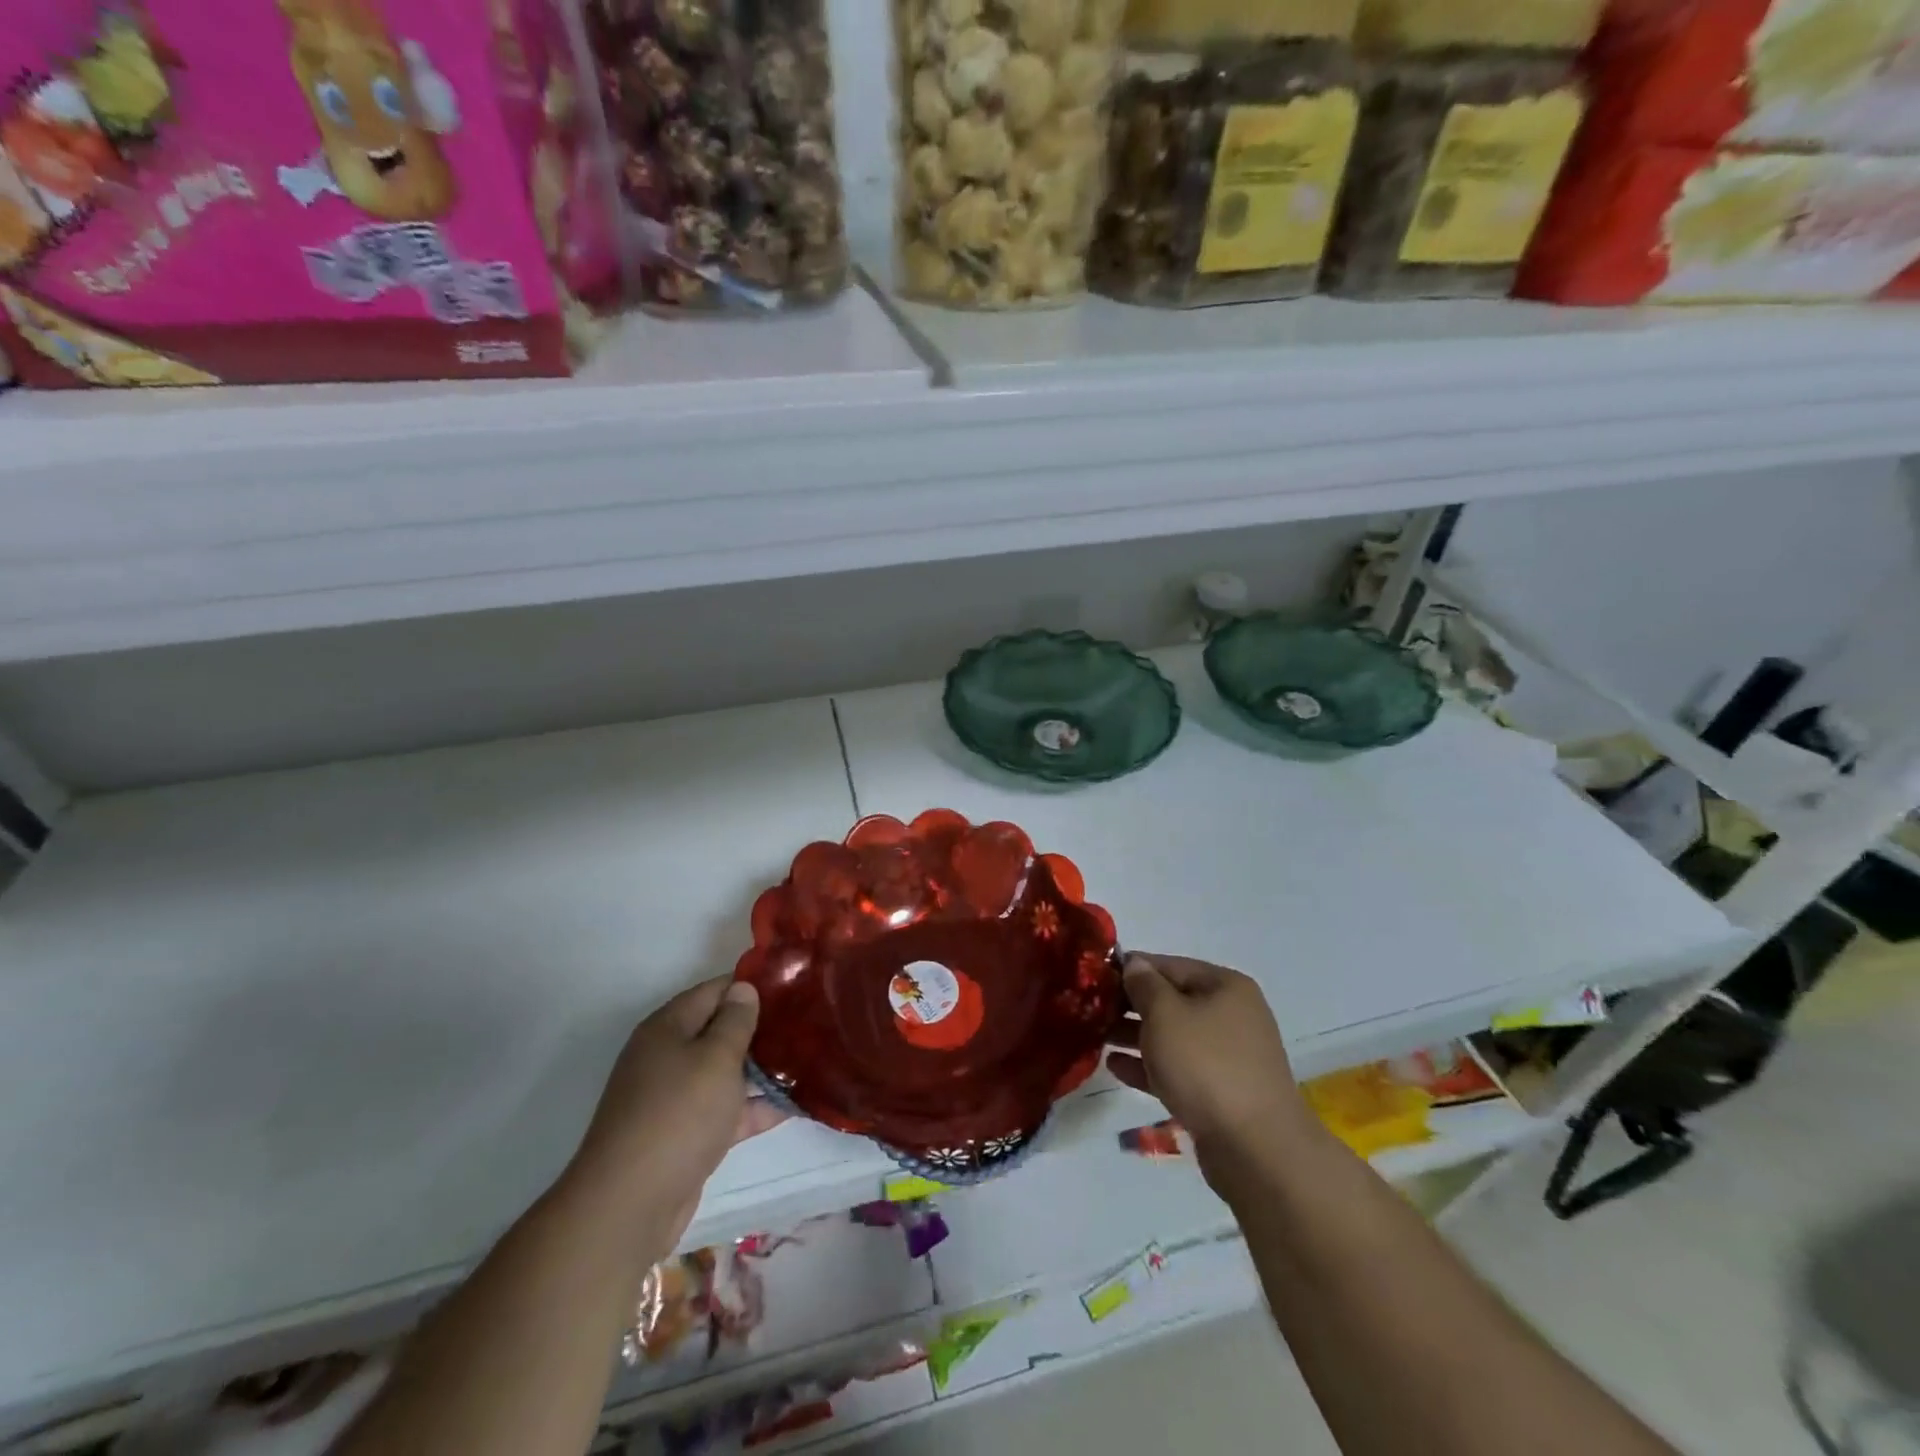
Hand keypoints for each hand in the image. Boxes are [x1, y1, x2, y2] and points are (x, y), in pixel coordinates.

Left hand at [568, 977, 786, 1254]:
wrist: (629, 1206)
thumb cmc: (678, 1115)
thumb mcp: (715, 1058)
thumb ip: (735, 1021)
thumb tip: (743, 989)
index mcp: (668, 1028)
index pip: (715, 990)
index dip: (751, 986)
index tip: (793, 987)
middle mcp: (667, 1057)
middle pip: (719, 1031)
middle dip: (761, 1029)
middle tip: (807, 1024)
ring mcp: (674, 1099)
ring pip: (725, 1073)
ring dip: (762, 1070)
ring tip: (809, 1060)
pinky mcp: (685, 1136)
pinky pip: (725, 1111)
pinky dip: (754, 1108)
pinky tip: (793, 1105)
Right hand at [1106, 953, 1314, 1178]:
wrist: (1255, 1149)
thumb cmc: (1206, 1065)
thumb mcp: (1165, 1014)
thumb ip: (1144, 984)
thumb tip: (1134, 964)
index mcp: (1225, 986)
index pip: (1169, 965)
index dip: (1131, 968)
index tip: (1095, 977)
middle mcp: (1230, 1015)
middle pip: (1171, 1001)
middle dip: (1131, 1006)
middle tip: (1091, 1010)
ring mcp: (1227, 1056)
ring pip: (1172, 1037)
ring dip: (1135, 1036)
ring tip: (1096, 1037)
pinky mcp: (1219, 1093)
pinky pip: (1177, 1069)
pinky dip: (1148, 1066)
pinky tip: (1115, 1067)